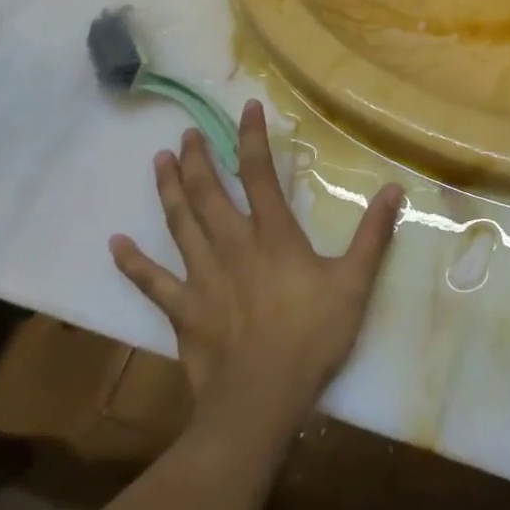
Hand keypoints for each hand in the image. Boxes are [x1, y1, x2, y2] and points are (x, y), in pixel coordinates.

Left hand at [108, 101, 403, 432]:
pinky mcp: (182, 310)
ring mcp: (202, 276)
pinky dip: (132, 263)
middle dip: (198, 159)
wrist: (260, 401)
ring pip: (179, 224)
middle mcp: (232, 245)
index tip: (247, 108)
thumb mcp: (354, 283)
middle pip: (208, 192)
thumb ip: (373, 235)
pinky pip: (151, 282)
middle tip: (188, 133)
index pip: (259, 173)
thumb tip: (394, 188)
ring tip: (159, 162)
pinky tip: (115, 245)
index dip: (252, 138)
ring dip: (169, 190)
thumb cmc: (311, 337)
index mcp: (272, 234)